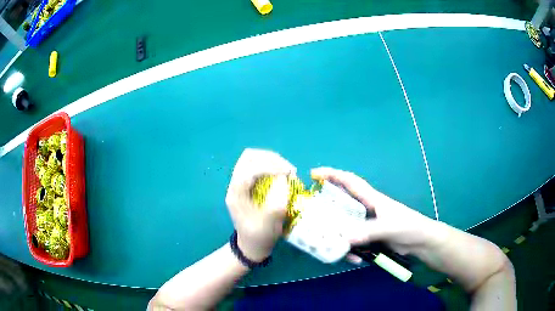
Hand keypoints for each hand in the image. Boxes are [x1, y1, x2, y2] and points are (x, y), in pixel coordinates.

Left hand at [226, 149, 295, 261]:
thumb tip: (283, 177)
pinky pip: (257, 165)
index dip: (269, 167)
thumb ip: (277, 200)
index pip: (249, 170)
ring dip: (271, 160)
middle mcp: (234, 185)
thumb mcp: (271, 223)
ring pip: (253, 158)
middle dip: (271, 159)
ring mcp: (239, 182)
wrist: (251, 244)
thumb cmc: (260, 236)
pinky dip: (271, 165)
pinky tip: (281, 173)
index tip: (288, 172)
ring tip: (287, 170)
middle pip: (248, 157)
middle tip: (289, 169)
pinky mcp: (247, 183)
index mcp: (236, 195)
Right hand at [311, 167, 441, 260]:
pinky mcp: (369, 238)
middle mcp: (366, 210)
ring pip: (345, 227)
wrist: (421, 242)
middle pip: (342, 205)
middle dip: (327, 209)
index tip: (314, 174)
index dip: (332, 175)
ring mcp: (367, 225)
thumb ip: (368, 232)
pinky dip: (350, 251)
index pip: (350, 181)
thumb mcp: (389, 227)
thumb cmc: (409, 227)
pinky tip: (354, 259)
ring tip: (332, 247)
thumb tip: (344, 239)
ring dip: (338, 236)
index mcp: (372, 199)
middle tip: (312, 217)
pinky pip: (353, 242)